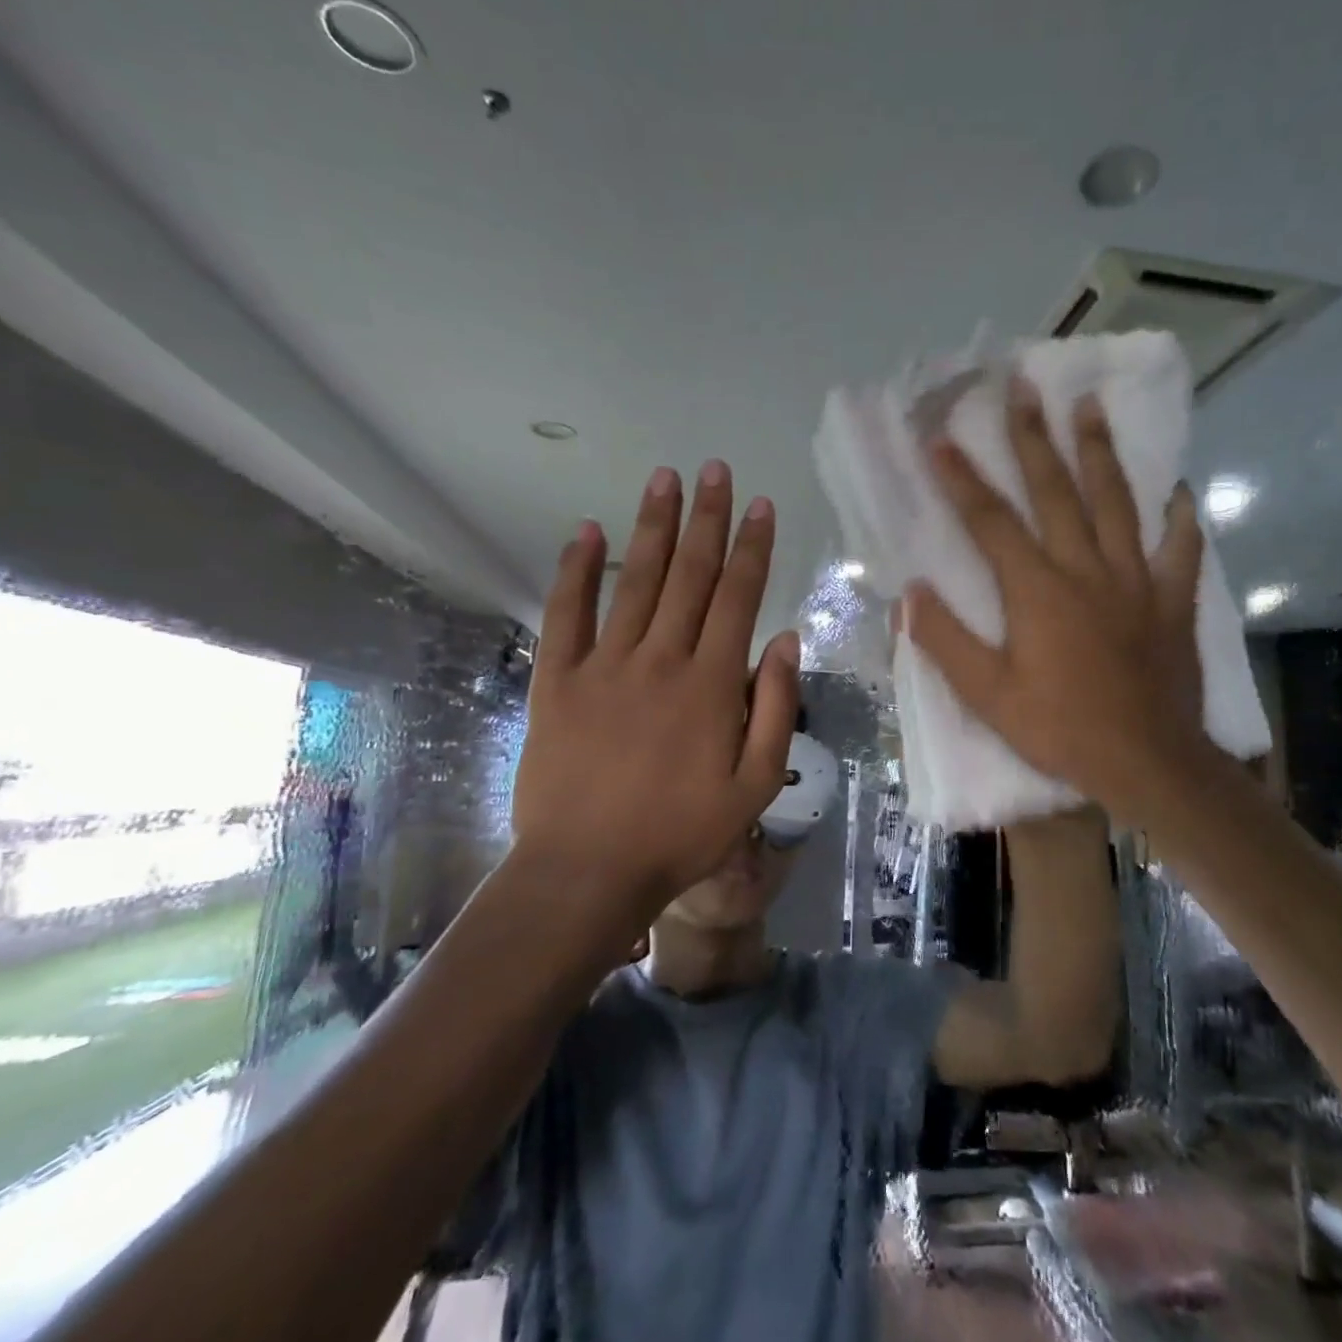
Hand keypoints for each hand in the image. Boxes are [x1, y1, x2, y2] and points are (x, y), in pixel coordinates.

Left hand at [511, 461, 799, 921]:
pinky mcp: (557, 680)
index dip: (752, 548)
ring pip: (635, 582)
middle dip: (707, 519)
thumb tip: (784, 639)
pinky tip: (584, 532)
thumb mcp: (755, 783)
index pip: (738, 598)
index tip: (760, 506)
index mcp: (711, 684)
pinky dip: (574, 570)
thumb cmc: (682, 833)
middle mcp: (660, 659)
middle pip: (689, 575)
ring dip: (652, 527)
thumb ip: (775, 707)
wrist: (588, 871)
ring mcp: (604, 665)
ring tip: (664, 479)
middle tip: (714, 470)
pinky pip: (566, 614)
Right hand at [902, 378, 1204, 826]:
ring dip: (1100, 451)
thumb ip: (946, 643)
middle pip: (1057, 491)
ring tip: (1090, 406)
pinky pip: (1180, 550)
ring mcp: (1136, 581)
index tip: (941, 438)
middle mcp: (1087, 570)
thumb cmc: (1062, 730)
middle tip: (1023, 386)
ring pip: (1117, 503)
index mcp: (1038, 591)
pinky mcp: (1173, 601)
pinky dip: (1179, 518)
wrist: (1148, 763)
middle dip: (1034, 437)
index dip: (963, 479)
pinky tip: (1177, 491)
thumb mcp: (989, 697)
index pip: (992, 522)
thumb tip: (910, 596)